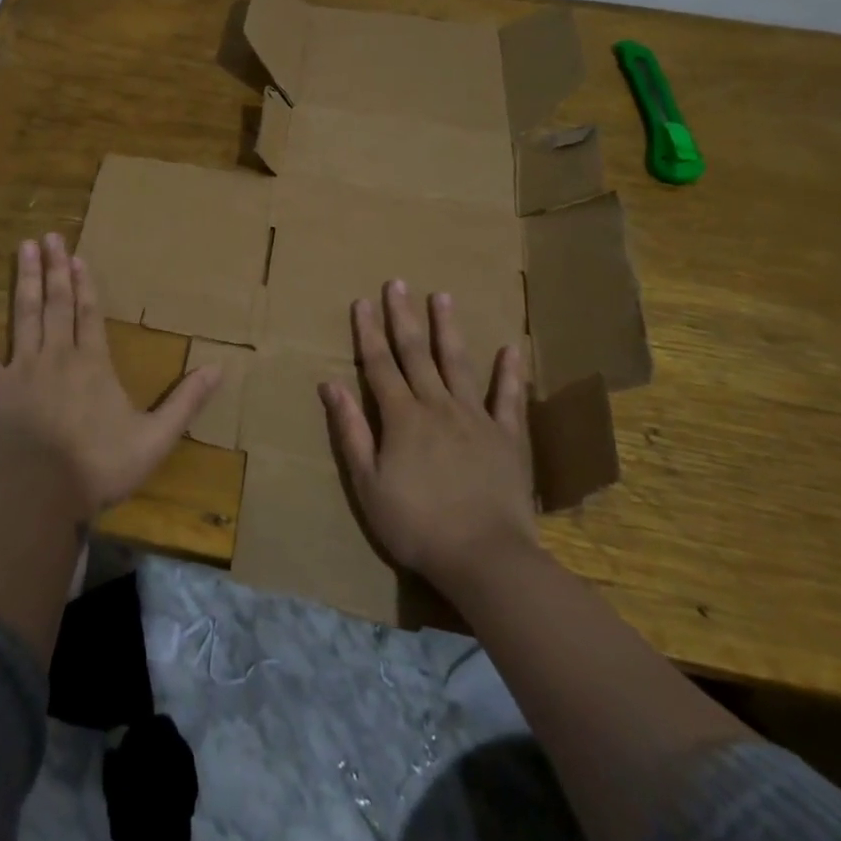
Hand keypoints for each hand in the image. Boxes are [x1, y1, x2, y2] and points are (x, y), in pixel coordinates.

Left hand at [0, 233, 221, 521]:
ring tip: (23, 248)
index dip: (84, 284)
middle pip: (56, 303)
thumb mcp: (155, 439)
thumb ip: (186, 402)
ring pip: (24, 314)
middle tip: (50, 236)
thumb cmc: (99, 467)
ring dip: (24, 280)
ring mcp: (20, 368)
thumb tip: (220, 369)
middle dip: (54, 268)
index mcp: (92, 363)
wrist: (42, 496)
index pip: (89, 313)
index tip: (77, 256)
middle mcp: (57, 354)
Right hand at [320, 280, 538, 588]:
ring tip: (442, 296)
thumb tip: (330, 384)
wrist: (484, 557)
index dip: (368, 332)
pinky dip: (509, 373)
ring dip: (447, 329)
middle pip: (415, 354)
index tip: (362, 301)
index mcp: (401, 417)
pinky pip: (508, 399)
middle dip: (402, 317)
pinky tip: (510, 348)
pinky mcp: (507, 437)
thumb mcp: (367, 482)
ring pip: (457, 363)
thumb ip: (351, 430)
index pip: (379, 364)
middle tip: (397, 283)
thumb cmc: (416, 524)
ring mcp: (475, 418)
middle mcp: (436, 406)